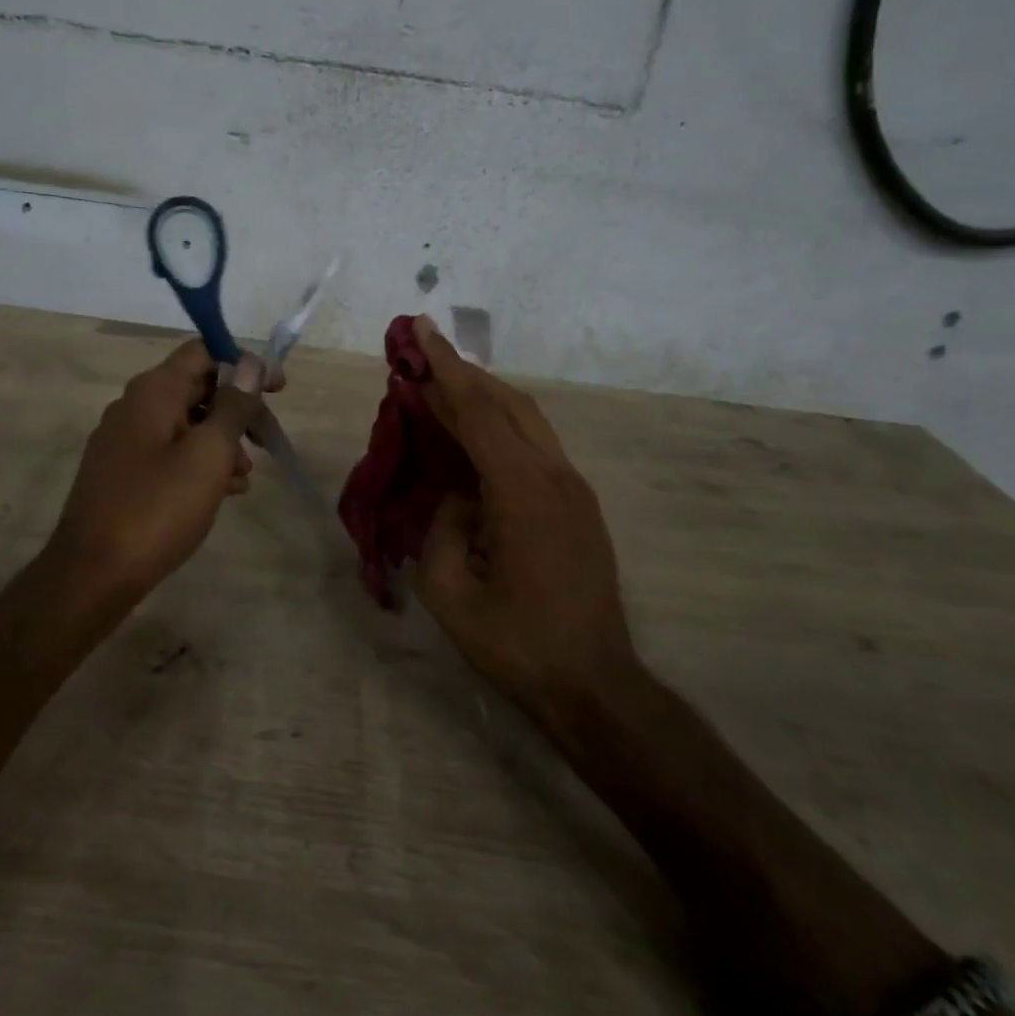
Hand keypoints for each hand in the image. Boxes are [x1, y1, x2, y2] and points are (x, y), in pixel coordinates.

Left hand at [47, 341, 265, 591]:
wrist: (92, 574)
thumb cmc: (157, 508)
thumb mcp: (208, 454)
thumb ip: (232, 405)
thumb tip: (249, 363)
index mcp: (153, 391)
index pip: (202, 352)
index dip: (244, 364)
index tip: (277, 390)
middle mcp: (134, 406)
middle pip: (196, 387)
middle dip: (237, 408)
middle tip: (267, 437)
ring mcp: (124, 441)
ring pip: (185, 423)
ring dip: (221, 440)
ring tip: (245, 475)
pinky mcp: (122, 473)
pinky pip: (169, 452)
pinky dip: (199, 462)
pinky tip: (223, 491)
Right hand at [410, 315, 637, 718]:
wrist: (594, 684)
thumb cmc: (517, 644)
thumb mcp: (451, 593)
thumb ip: (441, 528)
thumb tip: (455, 495)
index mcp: (522, 492)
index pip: (479, 412)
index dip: (445, 370)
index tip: (420, 331)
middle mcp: (555, 476)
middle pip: (508, 402)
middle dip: (463, 373)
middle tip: (423, 352)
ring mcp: (573, 488)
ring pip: (527, 419)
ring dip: (484, 396)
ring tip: (442, 387)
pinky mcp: (579, 504)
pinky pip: (535, 445)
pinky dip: (501, 425)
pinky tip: (475, 434)